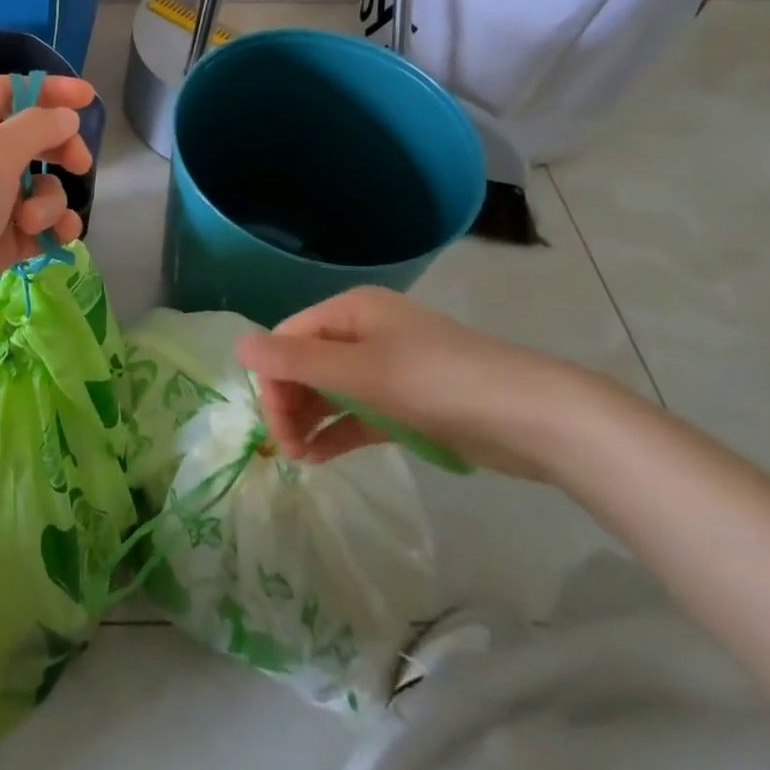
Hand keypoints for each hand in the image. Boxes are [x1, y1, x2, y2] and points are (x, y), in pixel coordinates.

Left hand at [0, 74, 95, 357]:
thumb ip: (37, 127)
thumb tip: (65, 118)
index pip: (7, 91)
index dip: (49, 91)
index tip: (88, 100)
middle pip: (27, 139)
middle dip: (57, 150)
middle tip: (79, 165)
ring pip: (35, 186)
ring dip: (48, 200)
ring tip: (31, 222)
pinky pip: (34, 224)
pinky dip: (50, 228)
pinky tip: (61, 238)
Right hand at [236, 287, 617, 479]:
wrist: (533, 417)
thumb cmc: (438, 383)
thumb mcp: (360, 373)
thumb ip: (296, 362)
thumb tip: (236, 346)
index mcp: (351, 311)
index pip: (289, 338)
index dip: (274, 377)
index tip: (274, 423)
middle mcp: (364, 333)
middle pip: (306, 364)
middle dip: (290, 402)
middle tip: (288, 447)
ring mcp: (386, 368)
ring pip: (329, 391)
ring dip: (309, 420)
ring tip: (301, 458)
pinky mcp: (405, 403)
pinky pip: (356, 413)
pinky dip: (336, 432)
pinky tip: (320, 457)